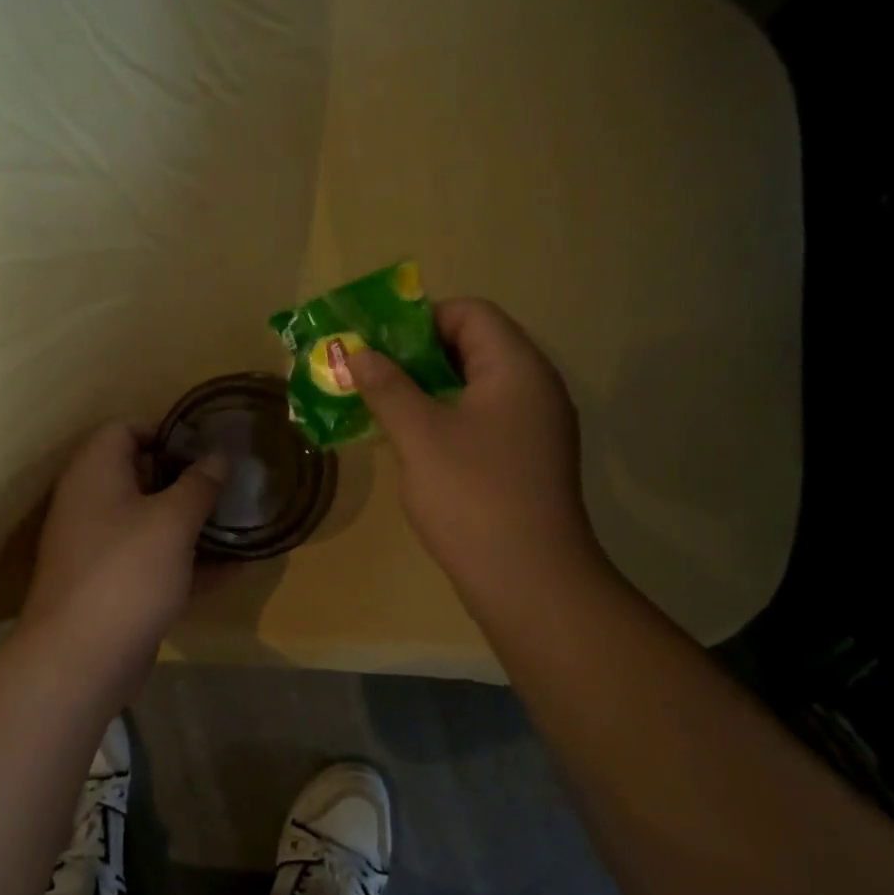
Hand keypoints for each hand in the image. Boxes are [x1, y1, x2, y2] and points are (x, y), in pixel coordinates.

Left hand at [20, 421, 226, 681]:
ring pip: (153, 522)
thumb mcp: (172, 521)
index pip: (125, 429)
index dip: (166, 429)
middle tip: (231, 481)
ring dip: (194, 522)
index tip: (207, 444)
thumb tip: (218, 458)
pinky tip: (238, 567)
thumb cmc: (127, 572)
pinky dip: (191, 563)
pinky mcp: (116, 587)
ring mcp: (102, 548)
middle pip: (142, 476)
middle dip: (188, 478)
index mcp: (95, 473)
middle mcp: (93, 504)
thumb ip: (199, 485)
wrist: (82, 659)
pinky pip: (157, 562)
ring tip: (242, 519)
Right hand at [345, 298, 601, 600]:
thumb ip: (386, 387)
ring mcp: (534, 427)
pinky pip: (482, 421)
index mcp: (517, 367)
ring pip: (474, 388)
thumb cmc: (472, 496)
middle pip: (473, 346)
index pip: (470, 313)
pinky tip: (412, 445)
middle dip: (416, 356)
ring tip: (381, 408)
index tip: (376, 345)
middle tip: (370, 375)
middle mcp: (534, 388)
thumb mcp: (419, 435)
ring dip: (427, 390)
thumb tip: (359, 353)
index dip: (420, 319)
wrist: (529, 581)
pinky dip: (445, 420)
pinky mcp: (527, 460)